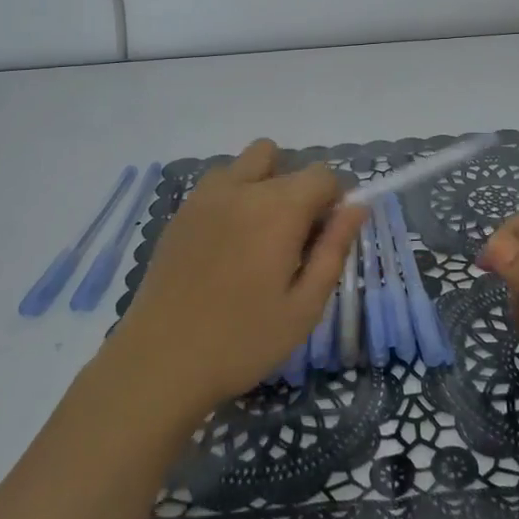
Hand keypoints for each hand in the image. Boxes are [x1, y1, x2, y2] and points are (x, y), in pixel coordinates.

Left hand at [108, 139, 364, 416]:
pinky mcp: (180, 212)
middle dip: (296, 186)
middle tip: (292, 237)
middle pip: (280, 156)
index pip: (322, 174)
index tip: (325, 237)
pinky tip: (226, 246)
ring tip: (257, 236)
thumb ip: (334, 249)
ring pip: (244, 164)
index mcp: (279, 208)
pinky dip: (232, 197)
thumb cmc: (242, 340)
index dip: (333, 199)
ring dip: (260, 183)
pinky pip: (216, 184)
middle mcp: (242, 188)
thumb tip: (357, 207)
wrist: (160, 361)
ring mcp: (205, 196)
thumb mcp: (304, 306)